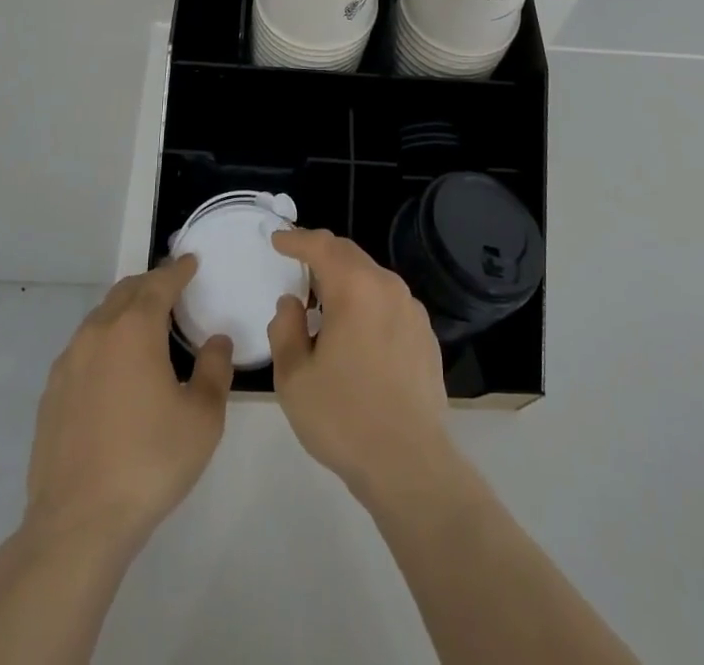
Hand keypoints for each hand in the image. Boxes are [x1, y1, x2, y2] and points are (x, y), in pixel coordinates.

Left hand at [23, 256, 232, 550]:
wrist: (77, 524)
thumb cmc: (150, 462)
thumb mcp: (203, 418)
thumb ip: (215, 369)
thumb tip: (216, 341)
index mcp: (135, 329)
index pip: (160, 283)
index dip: (179, 270)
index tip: (191, 262)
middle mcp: (98, 333)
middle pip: (126, 291)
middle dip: (150, 284)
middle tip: (172, 289)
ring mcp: (68, 362)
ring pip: (100, 317)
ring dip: (125, 311)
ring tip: (145, 326)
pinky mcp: (51, 393)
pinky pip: (83, 348)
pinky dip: (104, 342)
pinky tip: (115, 369)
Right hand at [266, 230, 455, 507]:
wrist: (410, 465)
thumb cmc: (344, 418)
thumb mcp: (294, 378)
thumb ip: (285, 329)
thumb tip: (292, 304)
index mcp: (355, 288)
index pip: (322, 246)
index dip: (297, 239)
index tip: (278, 240)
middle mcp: (388, 288)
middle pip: (350, 255)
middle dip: (322, 254)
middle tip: (297, 263)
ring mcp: (412, 311)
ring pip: (372, 279)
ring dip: (346, 280)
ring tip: (324, 302)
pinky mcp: (426, 337)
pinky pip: (390, 304)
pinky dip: (367, 304)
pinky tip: (357, 334)